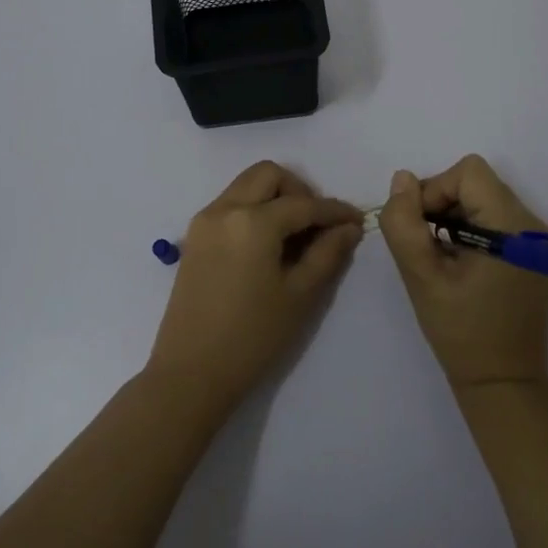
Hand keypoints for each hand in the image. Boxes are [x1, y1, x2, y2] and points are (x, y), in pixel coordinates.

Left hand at [147, 161, 362, 415]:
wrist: (191, 373)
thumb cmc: (252, 337)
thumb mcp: (299, 295)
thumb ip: (327, 253)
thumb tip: (348, 227)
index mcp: (253, 221)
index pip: (303, 204)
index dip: (334, 210)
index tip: (356, 220)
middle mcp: (225, 209)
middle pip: (268, 175)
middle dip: (299, 190)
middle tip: (317, 224)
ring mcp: (205, 221)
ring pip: (246, 186)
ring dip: (274, 197)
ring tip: (295, 236)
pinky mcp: (195, 237)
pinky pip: (230, 204)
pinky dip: (254, 210)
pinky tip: (269, 245)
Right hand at [378, 154, 547, 389]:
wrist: (503, 384)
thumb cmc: (461, 332)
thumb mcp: (421, 277)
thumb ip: (404, 223)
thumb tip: (402, 180)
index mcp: (512, 227)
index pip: (468, 173)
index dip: (435, 190)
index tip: (419, 228)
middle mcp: (532, 225)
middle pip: (477, 183)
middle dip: (441, 203)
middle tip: (424, 244)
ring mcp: (537, 241)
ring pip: (484, 199)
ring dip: (453, 217)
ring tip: (440, 257)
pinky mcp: (534, 254)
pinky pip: (495, 220)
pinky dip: (470, 230)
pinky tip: (459, 264)